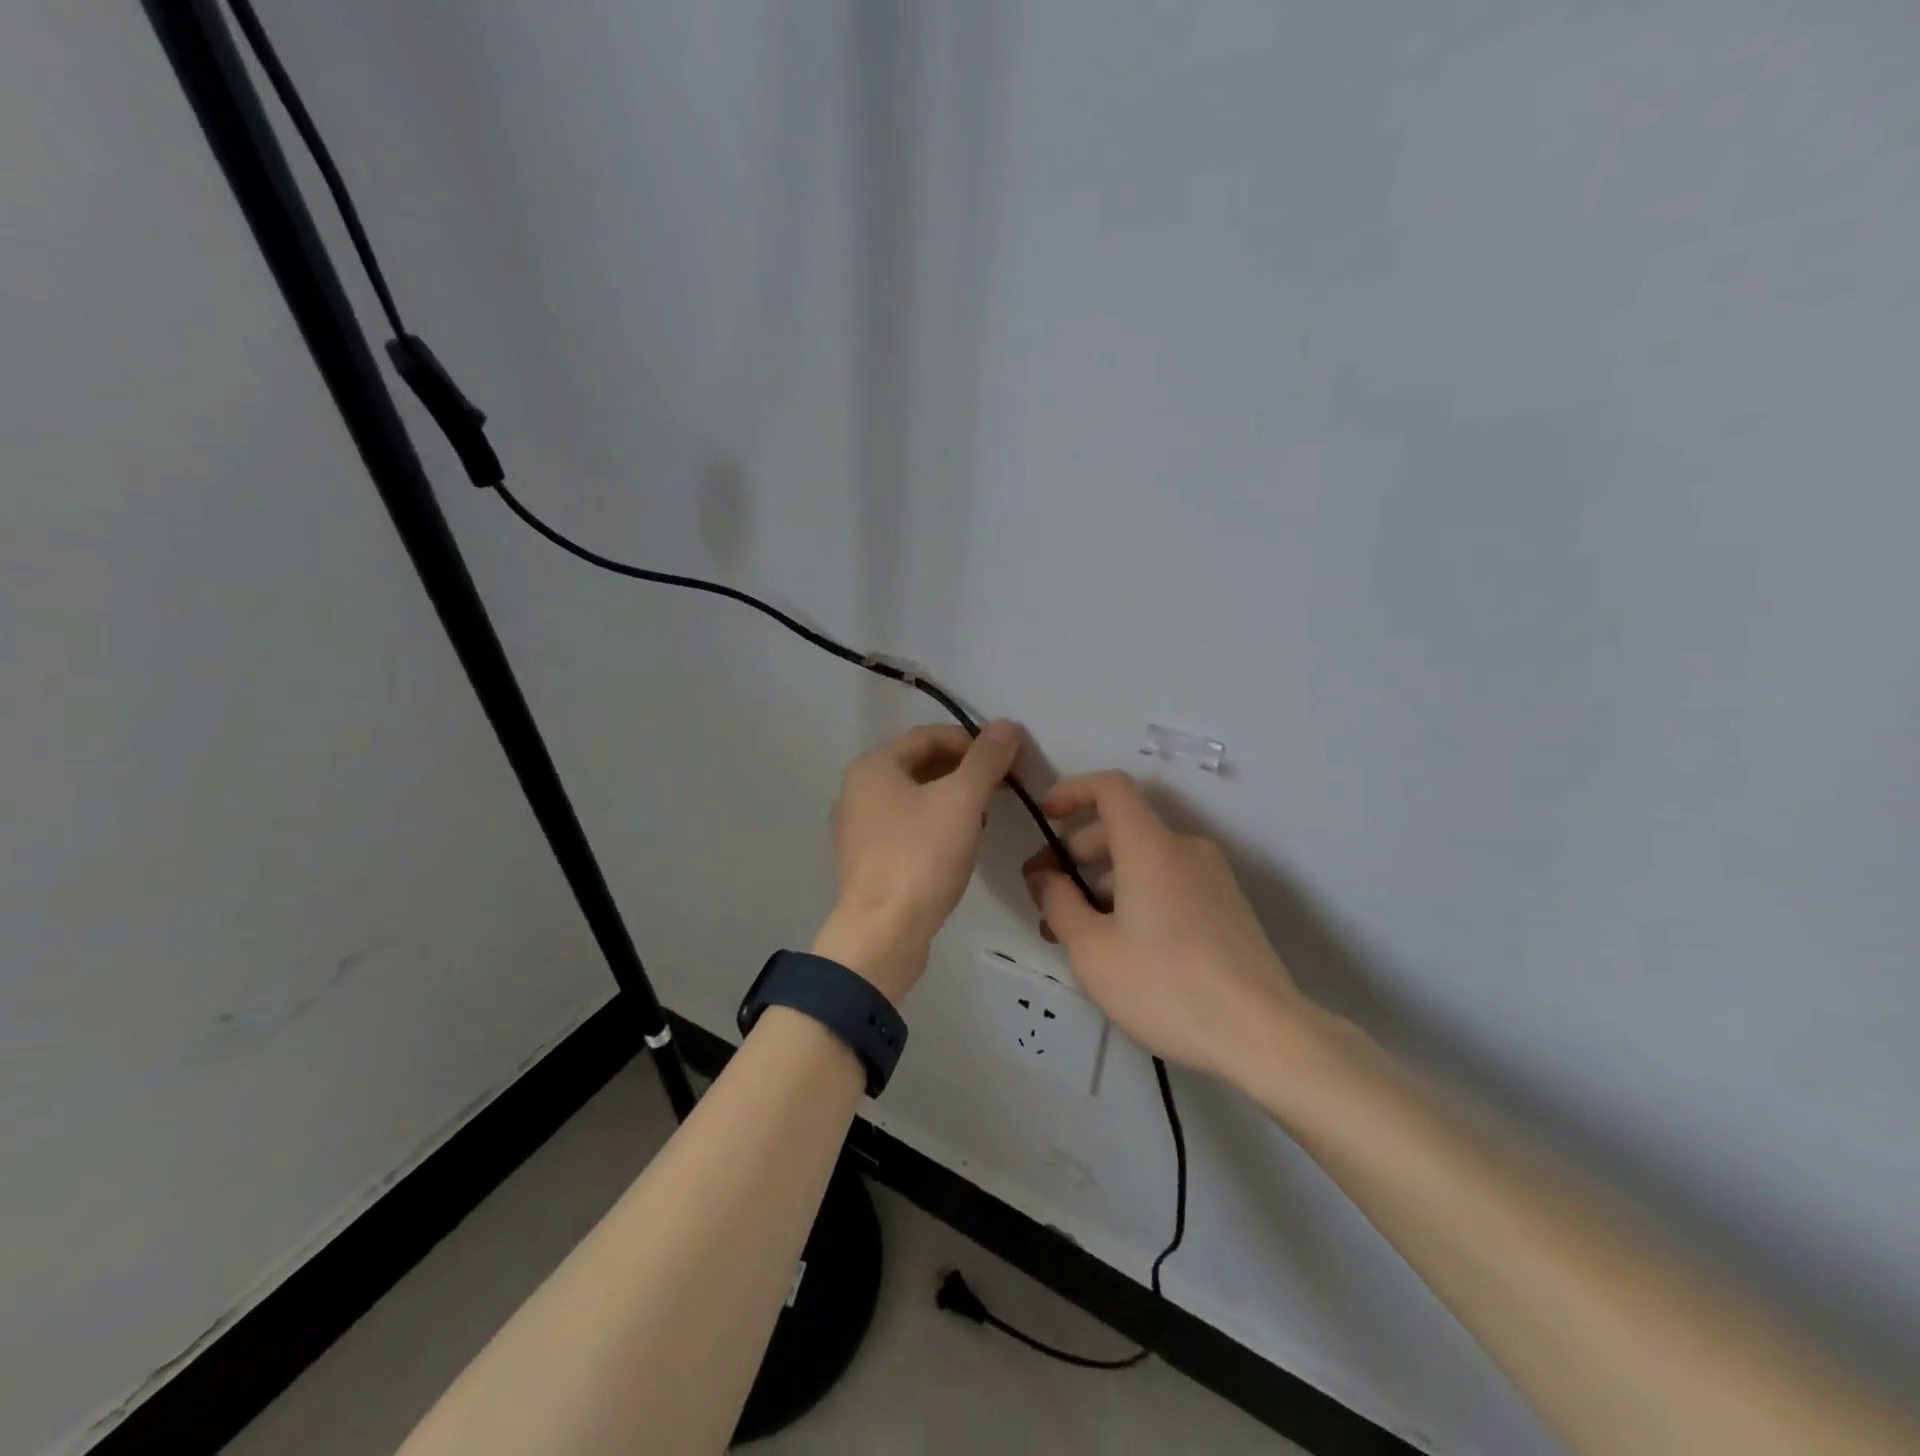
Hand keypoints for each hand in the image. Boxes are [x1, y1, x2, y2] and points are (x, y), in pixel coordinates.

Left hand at [815, 721, 1021, 1004]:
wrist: (883, 933)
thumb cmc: (921, 857)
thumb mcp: (961, 801)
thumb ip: (985, 760)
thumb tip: (1006, 725)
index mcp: (873, 767)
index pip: (930, 736)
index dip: (973, 741)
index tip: (1007, 759)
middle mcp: (858, 790)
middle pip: (920, 765)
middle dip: (964, 771)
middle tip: (1000, 787)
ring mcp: (858, 827)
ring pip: (915, 798)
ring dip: (952, 799)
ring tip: (984, 815)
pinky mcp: (867, 859)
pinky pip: (907, 827)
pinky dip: (935, 825)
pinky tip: (959, 843)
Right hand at [1022, 771, 1314, 1083]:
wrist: (1262, 1034)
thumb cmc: (1165, 985)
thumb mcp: (1093, 950)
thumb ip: (1059, 903)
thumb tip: (1044, 877)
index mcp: (1151, 846)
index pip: (1111, 788)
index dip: (1072, 791)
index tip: (1045, 816)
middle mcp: (1185, 849)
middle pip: (1123, 827)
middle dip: (1077, 852)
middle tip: (1047, 896)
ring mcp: (1212, 877)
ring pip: (1145, 860)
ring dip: (1104, 881)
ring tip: (1078, 931)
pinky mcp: (1226, 905)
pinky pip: (1169, 881)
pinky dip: (1136, 895)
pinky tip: (1121, 944)